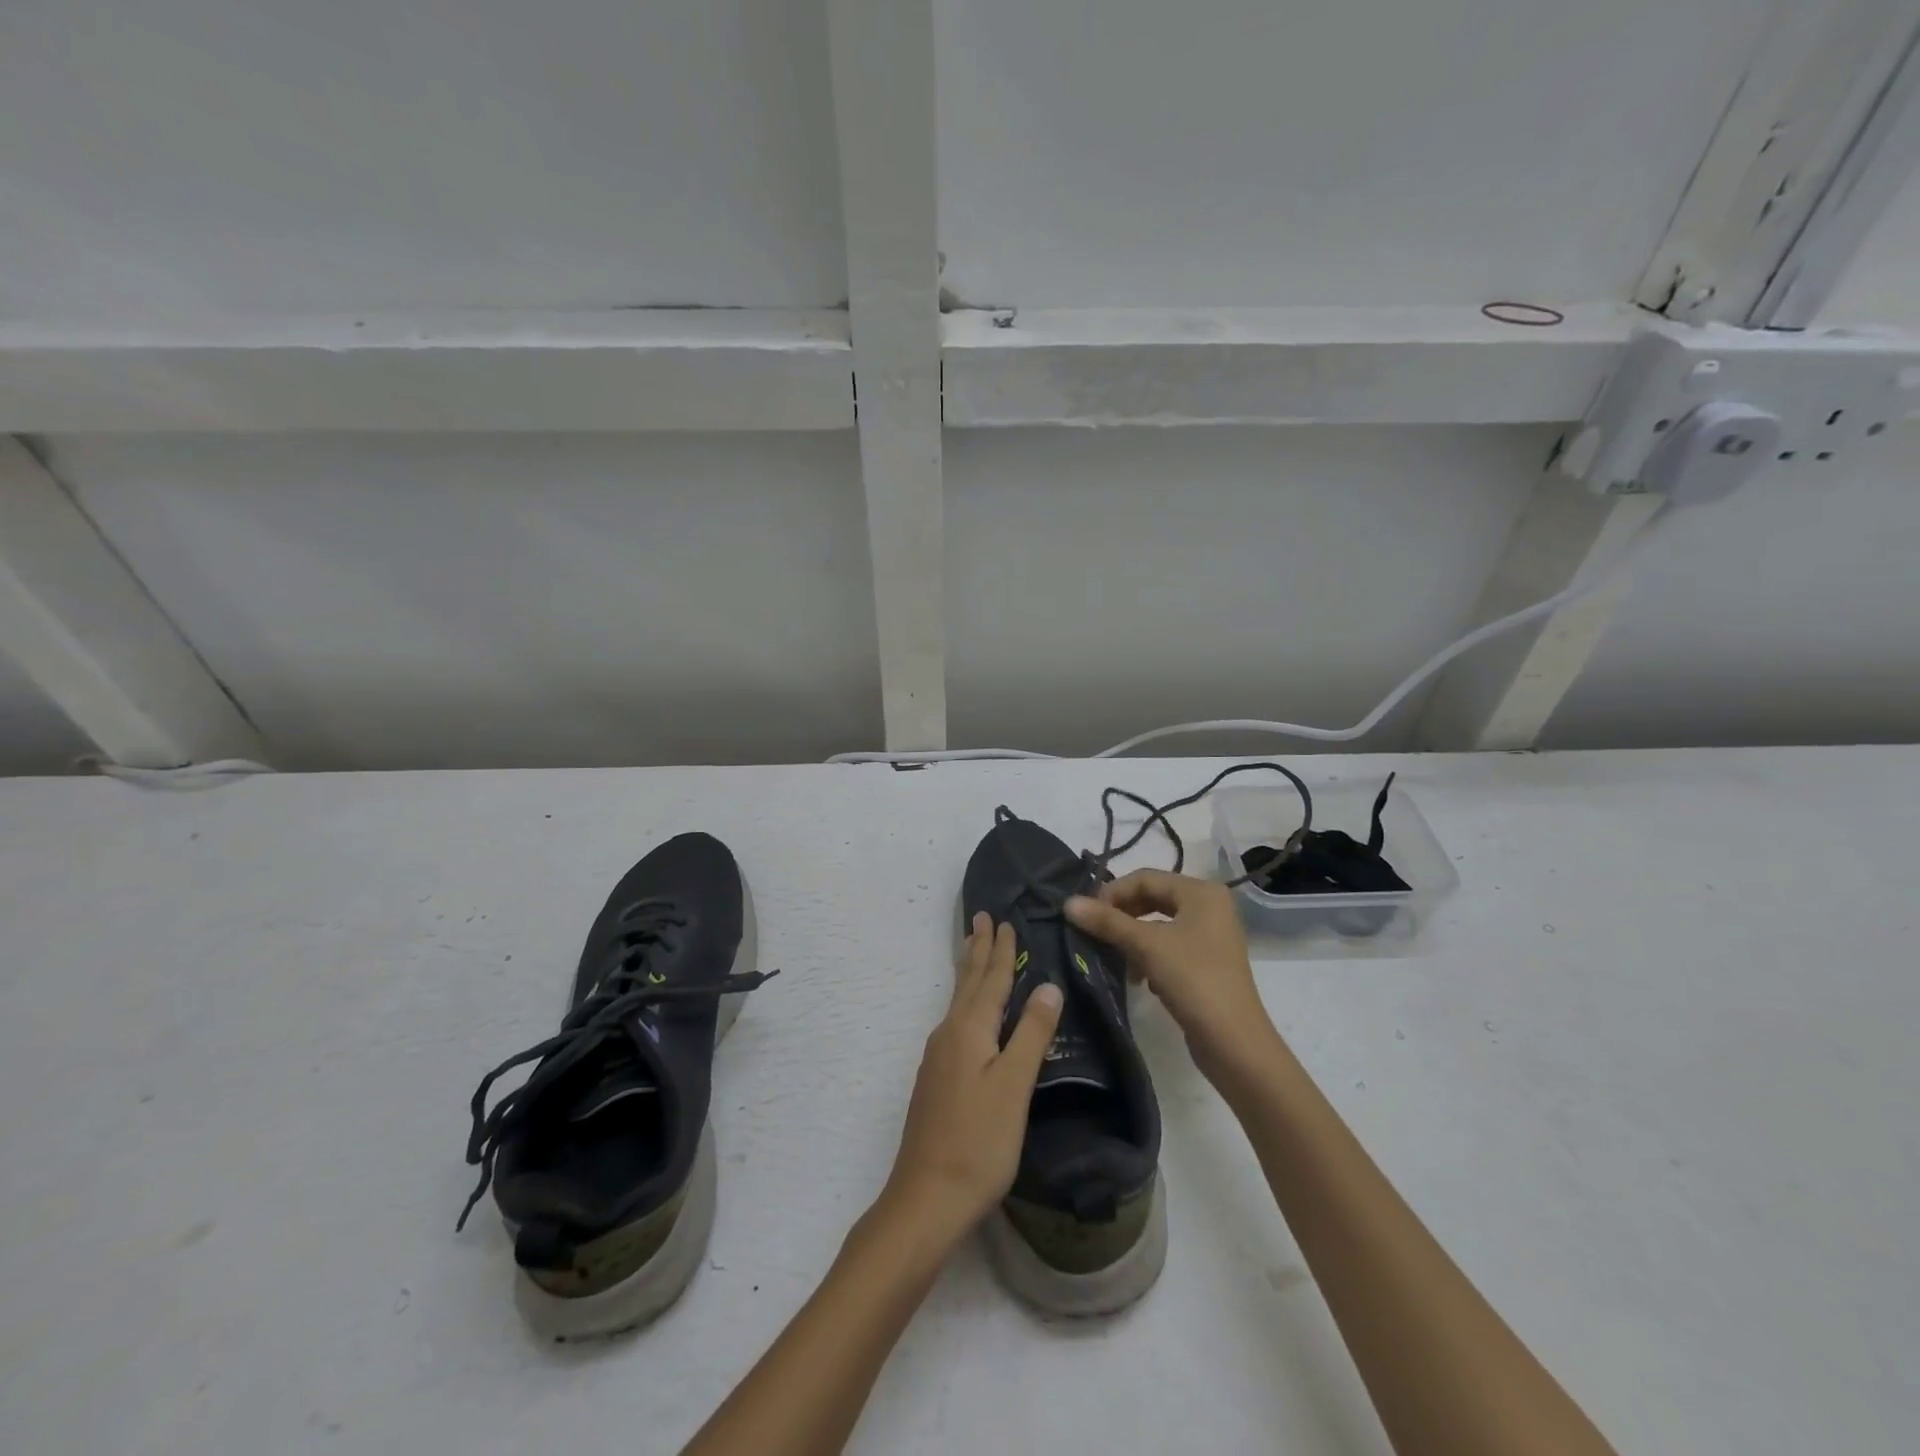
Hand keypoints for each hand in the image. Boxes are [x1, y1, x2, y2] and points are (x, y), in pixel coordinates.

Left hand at [881, 914, 1062, 1245]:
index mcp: (968, 1030)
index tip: (1005, 920)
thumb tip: (1048, 985)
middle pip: (967, 982)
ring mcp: (938, 1057)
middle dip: (977, 949)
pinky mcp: (936, 1079)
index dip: (1001, 950)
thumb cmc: (979, 1143)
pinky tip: (969, 1013)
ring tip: (973, 950)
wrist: (926, 1198)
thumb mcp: (1014, 1087)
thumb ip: (1031, 1034)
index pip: (990, 979)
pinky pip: (955, 1021)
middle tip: (981, 917)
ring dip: (969, 972)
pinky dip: (966, 1000)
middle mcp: (948, 1034)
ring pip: (958, 1000)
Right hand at [1066, 870, 1279, 1077]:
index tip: (1085, 914)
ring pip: (1158, 923)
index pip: (1145, 878)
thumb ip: (1107, 922)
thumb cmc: (1193, 981)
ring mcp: (1210, 935)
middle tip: (1093, 931)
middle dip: (1121, 914)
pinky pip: (1168, 945)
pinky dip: (1148, 954)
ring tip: (1113, 956)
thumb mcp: (1146, 946)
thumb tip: (1068, 903)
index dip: (1112, 892)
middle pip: (1153, 898)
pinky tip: (1137, 977)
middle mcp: (1209, 906)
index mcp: (1201, 892)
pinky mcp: (1206, 962)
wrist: (1234, 1043)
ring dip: (1131, 936)